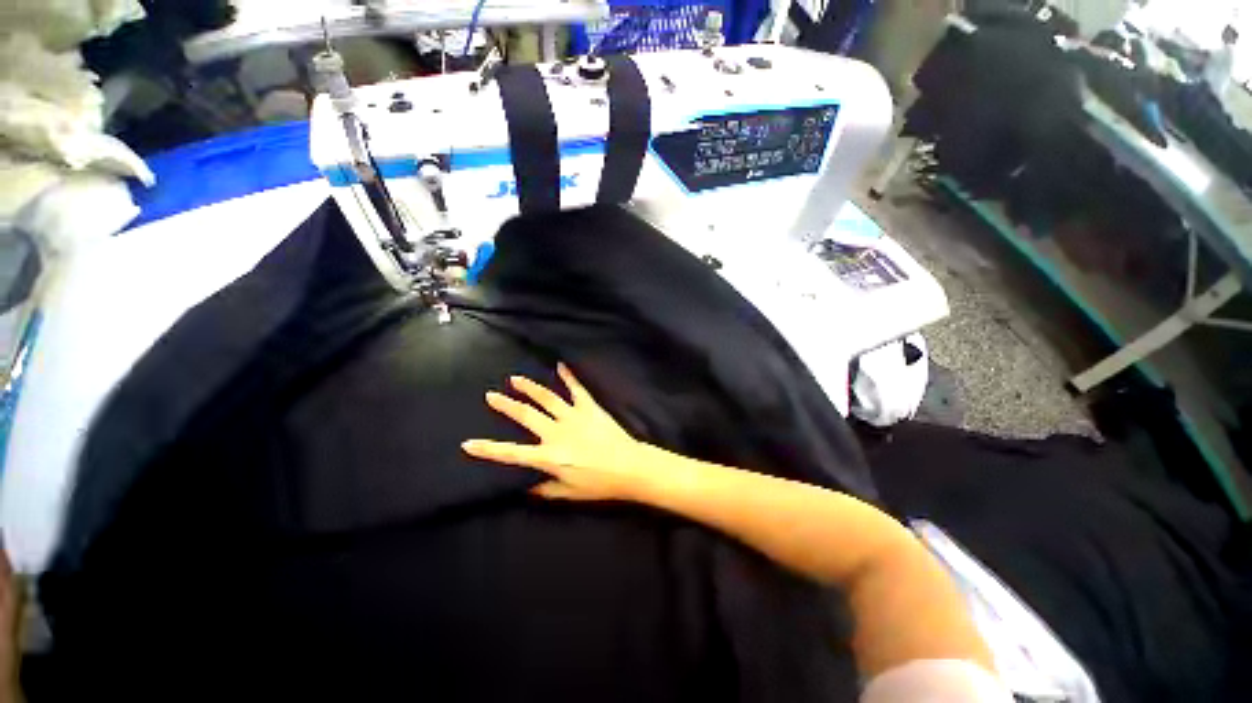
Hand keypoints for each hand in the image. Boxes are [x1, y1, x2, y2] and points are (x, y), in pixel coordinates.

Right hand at [462, 363, 657, 500]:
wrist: (629, 467)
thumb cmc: (599, 483)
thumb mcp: (568, 493)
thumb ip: (545, 490)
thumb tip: (526, 488)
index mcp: (549, 456)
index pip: (512, 453)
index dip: (488, 449)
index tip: (468, 443)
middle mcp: (557, 432)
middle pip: (526, 415)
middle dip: (506, 405)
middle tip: (490, 395)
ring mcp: (574, 416)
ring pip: (547, 398)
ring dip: (529, 387)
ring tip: (515, 378)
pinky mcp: (590, 407)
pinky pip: (577, 389)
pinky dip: (569, 376)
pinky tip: (561, 365)